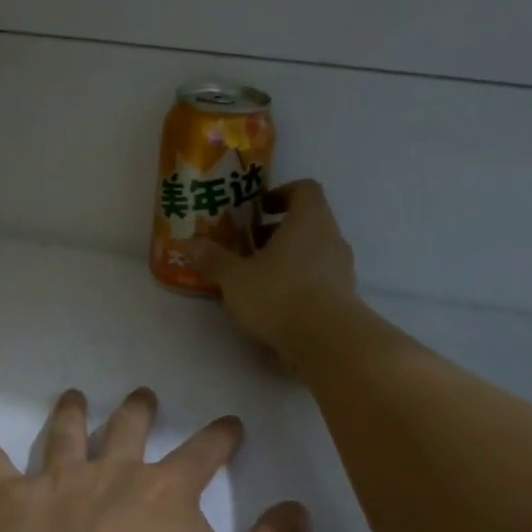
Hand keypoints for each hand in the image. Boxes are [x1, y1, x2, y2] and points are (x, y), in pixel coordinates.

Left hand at [0, 388, 308, 531]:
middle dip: (140, 410)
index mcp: (168, 492)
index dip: (221, 437)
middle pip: (129, 429)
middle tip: (144, 394)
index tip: (230, 423)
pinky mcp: (11, 508)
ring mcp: (58, 486)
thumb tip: (300, 510)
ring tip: (73, 396)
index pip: (204, 452)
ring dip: (70, 413)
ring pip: (65, 436)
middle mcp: (113, 474)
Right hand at [189, 179, 359, 361]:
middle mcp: (331, 238)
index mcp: (309, 220)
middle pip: (307, 223)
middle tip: (247, 248)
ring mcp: (342, 269)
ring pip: (313, 252)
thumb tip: (188, 244)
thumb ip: (214, 259)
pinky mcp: (343, 298)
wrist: (327, 341)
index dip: (281, 194)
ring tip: (257, 279)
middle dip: (276, 233)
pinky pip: (318, 279)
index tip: (258, 209)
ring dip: (287, 260)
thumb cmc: (279, 295)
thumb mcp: (235, 278)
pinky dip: (298, 283)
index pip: (304, 189)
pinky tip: (275, 304)